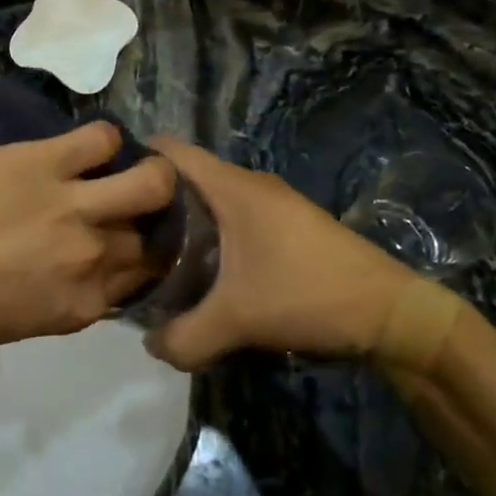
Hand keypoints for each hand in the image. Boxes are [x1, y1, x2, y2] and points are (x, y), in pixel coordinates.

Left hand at [0, 122, 176, 352]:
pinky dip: (105, 140)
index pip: (142, 278)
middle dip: (147, 222)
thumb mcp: (23, 322)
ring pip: (150, 182)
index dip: (140, 259)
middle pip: (151, 235)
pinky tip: (90, 147)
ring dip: (151, 176)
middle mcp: (93, 256)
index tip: (131, 244)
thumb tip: (94, 270)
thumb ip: (69, 296)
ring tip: (129, 169)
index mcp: (85, 303)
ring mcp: (74, 206)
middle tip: (131, 205)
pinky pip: (101, 139)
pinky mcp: (46, 162)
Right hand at [145, 140, 424, 370]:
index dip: (134, 158)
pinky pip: (231, 218)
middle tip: (119, 233)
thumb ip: (183, 336)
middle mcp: (250, 185)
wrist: (393, 314)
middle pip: (185, 176)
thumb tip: (149, 345)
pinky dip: (208, 234)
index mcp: (233, 188)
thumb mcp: (238, 321)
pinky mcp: (286, 226)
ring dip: (181, 221)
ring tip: (150, 254)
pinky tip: (199, 270)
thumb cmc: (309, 295)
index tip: (102, 186)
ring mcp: (272, 204)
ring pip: (210, 200)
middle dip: (150, 200)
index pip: (170, 151)